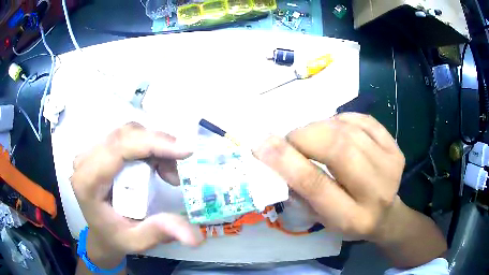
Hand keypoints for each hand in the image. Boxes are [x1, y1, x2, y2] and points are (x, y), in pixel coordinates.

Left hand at [71, 123, 202, 265]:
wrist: (101, 232)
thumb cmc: (115, 237)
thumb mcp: (137, 241)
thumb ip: (159, 232)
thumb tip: (194, 234)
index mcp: (87, 182)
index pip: (118, 148)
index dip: (152, 144)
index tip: (186, 151)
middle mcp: (85, 160)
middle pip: (124, 135)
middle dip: (158, 145)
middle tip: (180, 166)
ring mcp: (91, 152)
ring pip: (128, 133)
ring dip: (155, 147)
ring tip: (169, 174)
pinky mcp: (99, 149)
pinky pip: (127, 138)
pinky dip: (148, 148)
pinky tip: (158, 167)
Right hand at [253, 113, 404, 239]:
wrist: (385, 215)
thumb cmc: (347, 220)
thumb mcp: (319, 218)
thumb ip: (299, 192)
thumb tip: (276, 156)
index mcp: (351, 218)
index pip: (315, 184)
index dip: (286, 160)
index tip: (261, 143)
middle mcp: (375, 191)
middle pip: (338, 150)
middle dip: (305, 137)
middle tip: (290, 138)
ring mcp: (390, 165)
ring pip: (349, 131)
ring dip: (321, 126)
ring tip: (312, 135)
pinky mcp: (396, 148)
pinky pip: (364, 121)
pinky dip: (342, 119)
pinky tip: (335, 128)